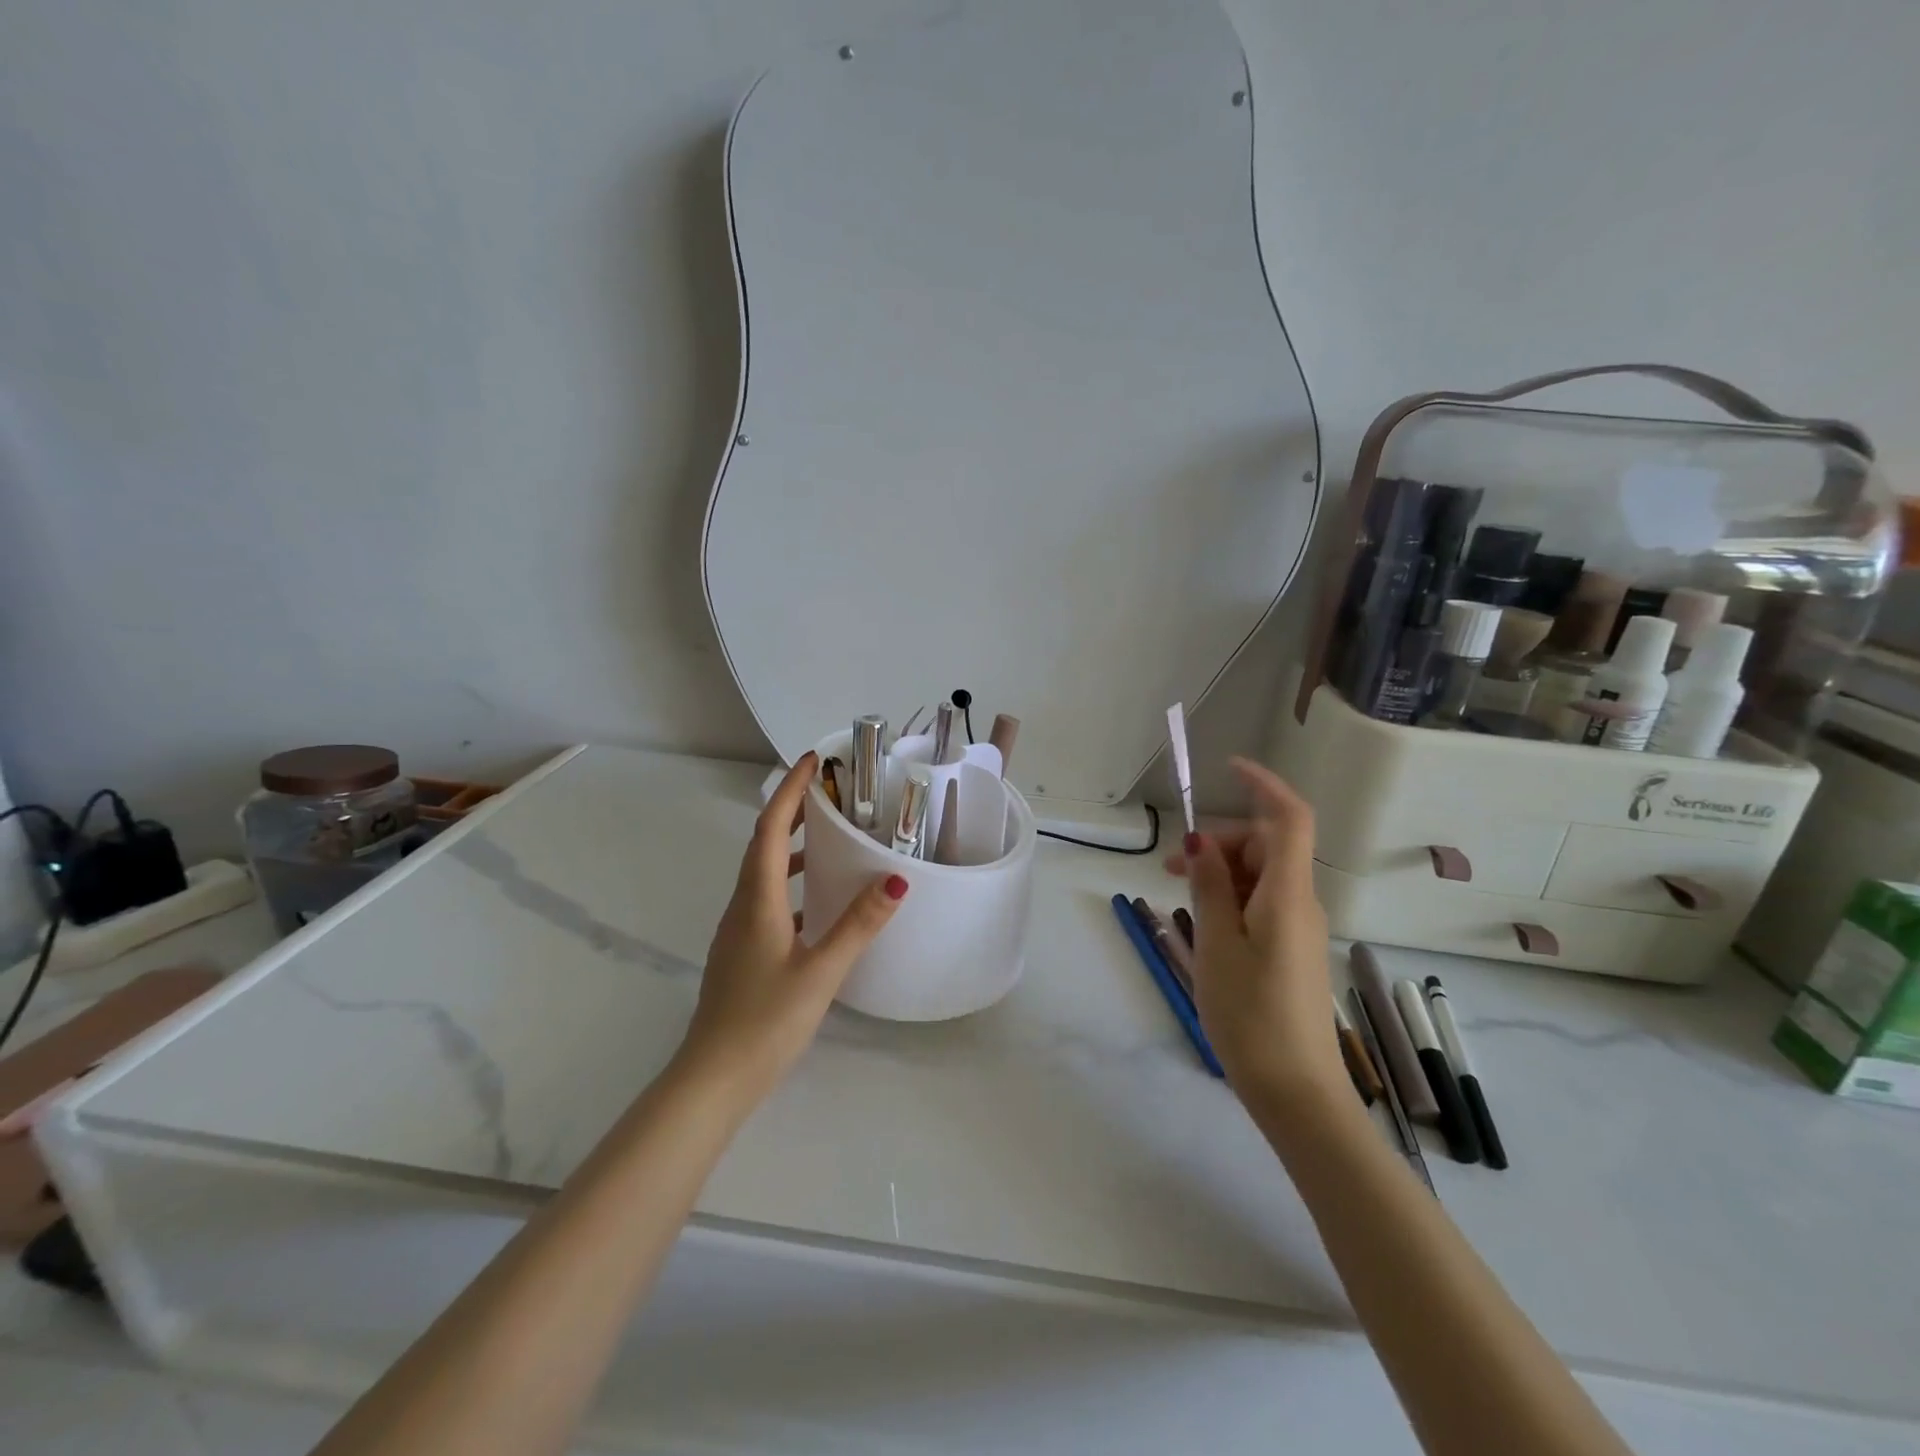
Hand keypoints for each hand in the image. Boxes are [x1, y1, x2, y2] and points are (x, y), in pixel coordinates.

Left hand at [675, 752, 908, 1102]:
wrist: (713, 1079)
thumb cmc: (765, 1021)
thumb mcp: (820, 971)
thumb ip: (858, 925)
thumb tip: (897, 880)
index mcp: (756, 901)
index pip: (769, 829)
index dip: (789, 792)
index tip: (813, 761)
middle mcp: (741, 907)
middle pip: (761, 844)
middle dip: (790, 811)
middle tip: (826, 792)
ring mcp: (738, 931)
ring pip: (761, 873)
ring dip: (787, 847)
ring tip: (824, 838)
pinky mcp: (742, 952)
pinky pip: (765, 900)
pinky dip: (788, 884)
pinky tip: (814, 903)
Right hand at [1179, 757, 1344, 1103]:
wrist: (1297, 1092)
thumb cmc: (1251, 1015)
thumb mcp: (1218, 945)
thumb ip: (1211, 887)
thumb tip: (1201, 842)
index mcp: (1287, 894)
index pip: (1288, 818)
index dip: (1263, 785)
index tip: (1227, 769)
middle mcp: (1301, 902)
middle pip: (1265, 845)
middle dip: (1219, 843)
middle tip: (1171, 870)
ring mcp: (1299, 928)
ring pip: (1260, 875)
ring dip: (1220, 873)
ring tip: (1181, 900)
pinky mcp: (1292, 950)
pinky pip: (1262, 903)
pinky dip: (1231, 899)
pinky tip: (1205, 925)